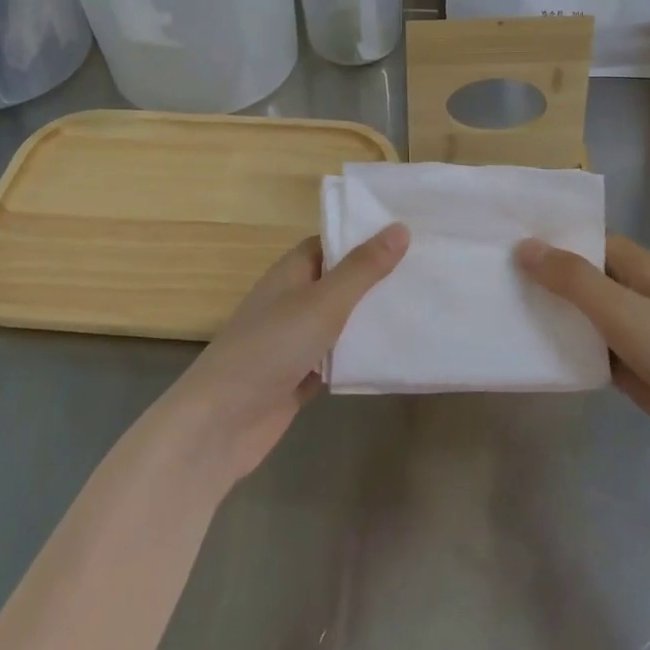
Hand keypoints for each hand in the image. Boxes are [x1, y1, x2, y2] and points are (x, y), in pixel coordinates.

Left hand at [169, 224, 408, 482]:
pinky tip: (395, 356)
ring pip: (341, 323)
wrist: (222, 422)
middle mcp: (292, 302)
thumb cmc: (271, 348)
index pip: (331, 243)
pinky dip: (359, 358)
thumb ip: (362, 269)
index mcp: (291, 273)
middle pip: (339, 282)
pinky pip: (337, 360)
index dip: (364, 237)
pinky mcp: (300, 377)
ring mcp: (294, 342)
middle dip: (376, 280)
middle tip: (428, 272)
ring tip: (423, 309)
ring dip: (371, 320)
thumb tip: (400, 228)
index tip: (409, 234)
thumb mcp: (323, 302)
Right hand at [514, 234, 649, 491]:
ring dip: (551, 315)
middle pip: (583, 278)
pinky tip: (530, 353)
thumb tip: (524, 246)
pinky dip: (566, 351)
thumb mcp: (624, 311)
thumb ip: (574, 279)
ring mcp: (636, 336)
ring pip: (584, 317)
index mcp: (642, 270)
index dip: (551, 237)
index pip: (590, 239)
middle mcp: (638, 296)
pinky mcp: (634, 372)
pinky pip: (590, 353)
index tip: (503, 236)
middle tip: (489, 274)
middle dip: (543, 276)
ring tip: (498, 308)